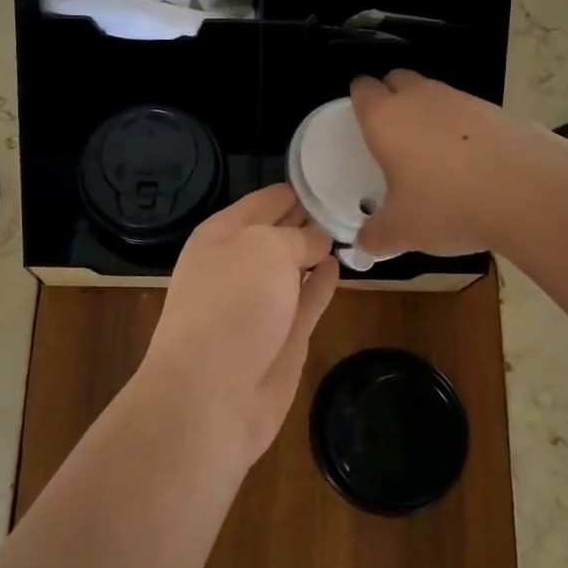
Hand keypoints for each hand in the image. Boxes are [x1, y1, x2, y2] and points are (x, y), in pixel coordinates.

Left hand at [139, 185, 339, 465]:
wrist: (211, 394)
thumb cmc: (232, 305)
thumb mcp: (266, 249)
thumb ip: (298, 237)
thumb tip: (318, 241)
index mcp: (223, 233)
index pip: (267, 199)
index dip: (300, 187)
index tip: (337, 173)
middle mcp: (239, 263)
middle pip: (281, 231)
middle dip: (312, 216)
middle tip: (356, 198)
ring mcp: (261, 302)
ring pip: (295, 265)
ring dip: (319, 249)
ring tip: (356, 226)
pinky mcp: (283, 336)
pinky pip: (307, 299)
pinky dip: (322, 282)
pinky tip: (341, 264)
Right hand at [350, 70, 549, 257]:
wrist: (530, 193)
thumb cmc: (447, 205)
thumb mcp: (402, 231)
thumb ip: (375, 236)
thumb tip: (363, 245)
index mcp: (385, 118)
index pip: (361, 89)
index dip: (358, 101)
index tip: (359, 122)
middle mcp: (420, 98)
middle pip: (397, 80)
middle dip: (391, 97)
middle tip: (391, 135)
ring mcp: (462, 99)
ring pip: (434, 94)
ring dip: (428, 113)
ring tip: (432, 153)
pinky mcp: (498, 110)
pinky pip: (467, 112)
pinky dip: (462, 129)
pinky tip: (470, 163)